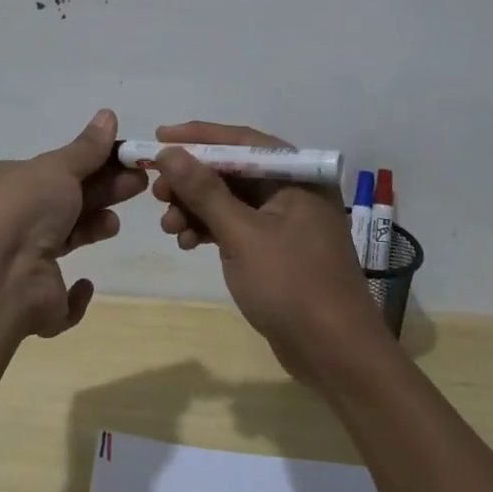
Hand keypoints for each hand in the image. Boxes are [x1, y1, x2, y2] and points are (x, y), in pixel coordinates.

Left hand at [0, 109, 147, 337]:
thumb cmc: (25, 210)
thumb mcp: (58, 168)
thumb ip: (86, 148)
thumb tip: (108, 114)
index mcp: (11, 184)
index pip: (58, 169)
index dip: (94, 163)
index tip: (128, 160)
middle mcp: (14, 220)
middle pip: (68, 201)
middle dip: (104, 190)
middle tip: (140, 184)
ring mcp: (22, 263)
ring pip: (66, 241)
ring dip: (92, 228)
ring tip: (113, 223)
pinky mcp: (37, 301)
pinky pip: (61, 298)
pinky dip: (75, 294)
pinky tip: (83, 283)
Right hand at [152, 121, 391, 386]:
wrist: (335, 355)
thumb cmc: (292, 285)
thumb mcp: (242, 235)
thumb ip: (204, 191)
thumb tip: (168, 152)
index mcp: (296, 176)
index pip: (241, 141)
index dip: (198, 137)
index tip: (159, 137)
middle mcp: (292, 190)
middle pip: (232, 171)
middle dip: (192, 180)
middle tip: (157, 192)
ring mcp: (285, 222)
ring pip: (230, 200)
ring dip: (196, 208)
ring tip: (169, 226)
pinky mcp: (276, 249)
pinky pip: (236, 226)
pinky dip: (210, 230)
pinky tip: (186, 242)